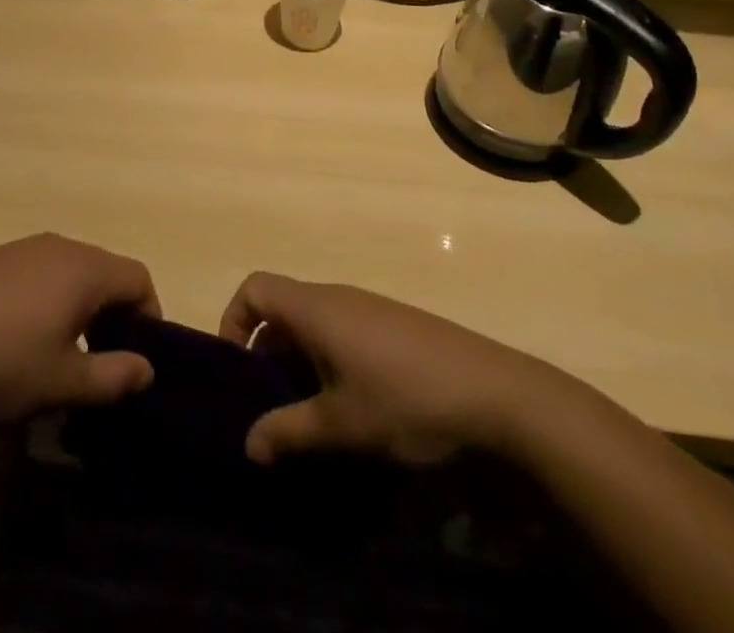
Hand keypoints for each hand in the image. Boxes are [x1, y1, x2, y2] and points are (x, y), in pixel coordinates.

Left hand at [0, 234, 160, 420]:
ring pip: (74, 271)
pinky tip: (25, 335)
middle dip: (116, 313)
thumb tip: (147, 368)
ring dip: (83, 306)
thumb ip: (112, 377)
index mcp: (83, 269)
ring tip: (65, 352)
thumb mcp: (60, 384)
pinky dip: (53, 297)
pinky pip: (43, 271)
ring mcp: (24, 248)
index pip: (138, 278)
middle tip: (104, 361)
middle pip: (107, 271)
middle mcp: (59, 246)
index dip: (150, 316)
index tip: (138, 358)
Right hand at [219, 272, 571, 466]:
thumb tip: (248, 444)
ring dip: (301, 362)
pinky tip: (355, 408)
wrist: (499, 396)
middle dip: (268, 354)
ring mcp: (369, 308)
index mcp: (315, 307)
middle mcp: (337, 296)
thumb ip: (289, 433)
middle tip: (271, 406)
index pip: (254, 288)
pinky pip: (344, 332)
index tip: (238, 371)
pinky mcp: (395, 326)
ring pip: (315, 324)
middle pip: (283, 308)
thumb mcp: (342, 426)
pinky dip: (331, 362)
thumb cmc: (407, 402)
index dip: (234, 320)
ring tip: (312, 415)